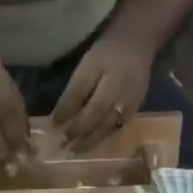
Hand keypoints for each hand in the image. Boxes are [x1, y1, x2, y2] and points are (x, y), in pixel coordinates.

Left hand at [51, 33, 150, 152]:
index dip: (68, 117)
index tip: (52, 129)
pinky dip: (103, 137)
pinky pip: (117, 128)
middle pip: (97, 120)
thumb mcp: (87, 65)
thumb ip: (75, 91)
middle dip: (78, 134)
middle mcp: (121, 94)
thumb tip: (58, 119)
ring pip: (108, 128)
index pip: (85, 103)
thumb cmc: (108, 52)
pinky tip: (91, 142)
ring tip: (74, 150)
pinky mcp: (136, 109)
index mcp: (108, 78)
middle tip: (61, 146)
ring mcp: (131, 104)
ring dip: (90, 141)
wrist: (139, 43)